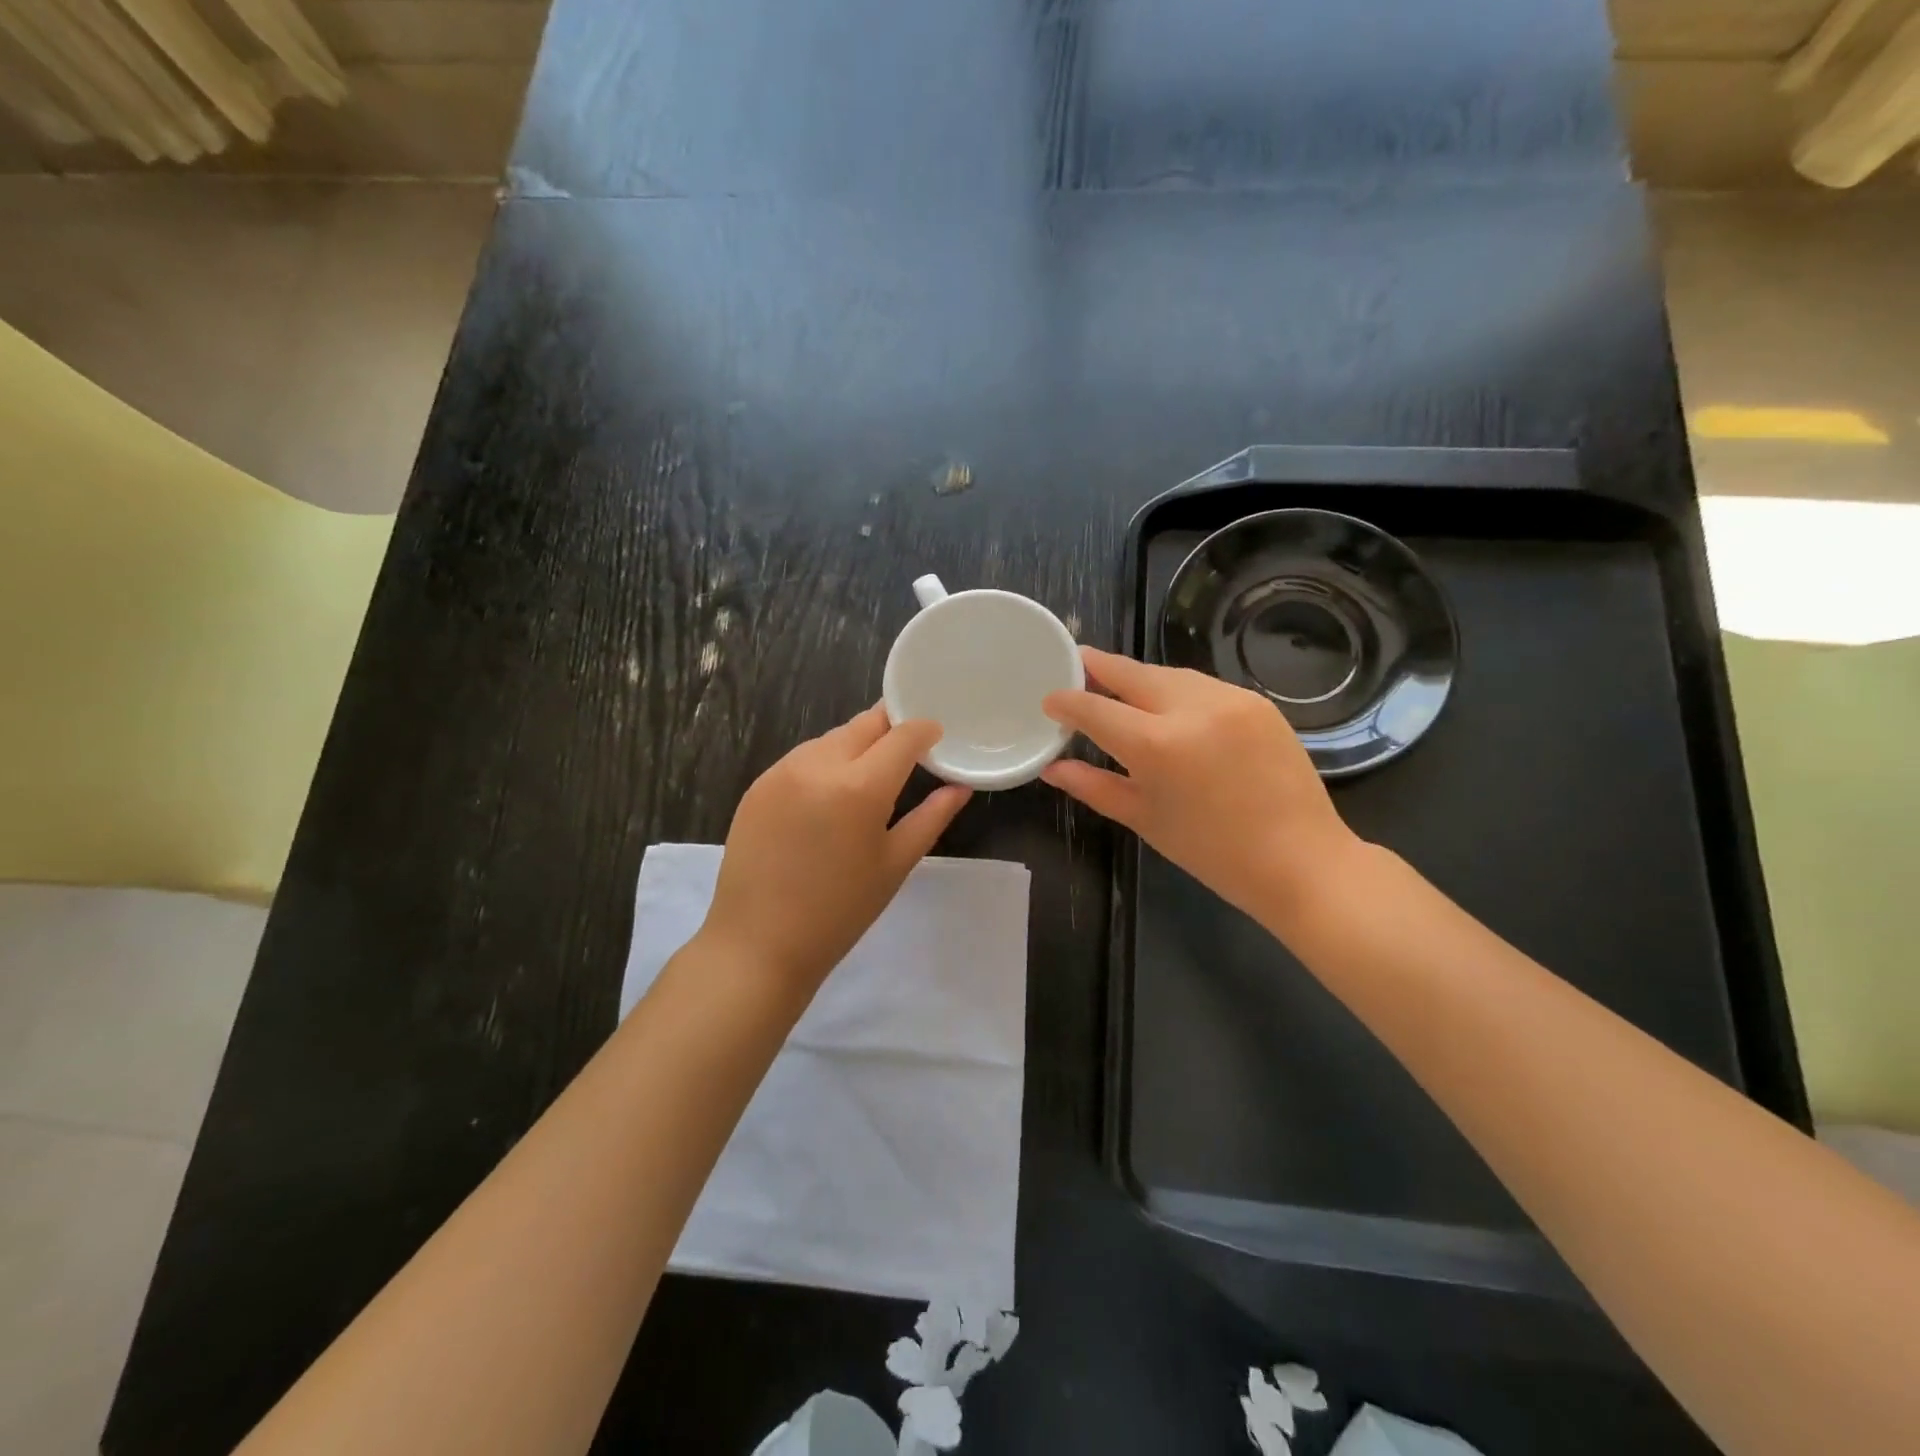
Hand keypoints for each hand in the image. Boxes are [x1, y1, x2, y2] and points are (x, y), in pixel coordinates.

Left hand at [701, 705, 971, 989]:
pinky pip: (803, 757)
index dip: (924, 730)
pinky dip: (825, 762)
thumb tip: (960, 786)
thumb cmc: (839, 912)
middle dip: (890, 729)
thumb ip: (931, 817)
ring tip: (869, 775)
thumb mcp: (895, 864)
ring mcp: (782, 771)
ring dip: (857, 744)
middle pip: (864, 725)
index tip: (936, 737)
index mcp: (859, 786)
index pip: (902, 735)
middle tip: (907, 751)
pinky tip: (829, 794)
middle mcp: (818, 764)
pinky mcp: (758, 784)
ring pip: (832, 737)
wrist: (758, 943)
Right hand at [1041, 647, 1360, 923]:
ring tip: (1120, 690)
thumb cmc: (1212, 852)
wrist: (1300, 860)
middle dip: (1099, 667)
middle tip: (1078, 665)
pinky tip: (1169, 707)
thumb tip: (1052, 768)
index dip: (1067, 701)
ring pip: (1168, 673)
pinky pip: (1202, 684)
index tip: (1051, 699)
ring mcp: (1229, 699)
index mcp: (1156, 745)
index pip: (1095, 708)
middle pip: (1131, 672)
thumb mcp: (1144, 819)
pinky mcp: (1256, 701)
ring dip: (1139, 678)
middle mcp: (1191, 708)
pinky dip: (1177, 690)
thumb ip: (1093, 786)